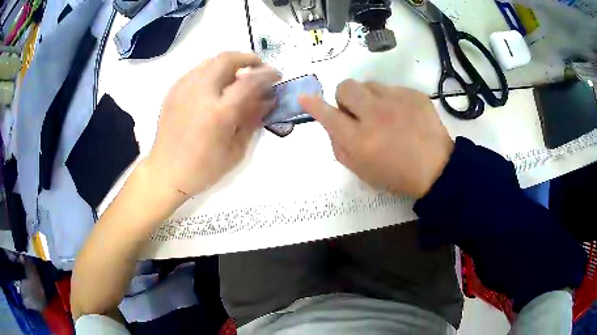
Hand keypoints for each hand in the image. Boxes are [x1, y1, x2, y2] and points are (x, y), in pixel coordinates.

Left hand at [147, 52, 279, 198]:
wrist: (166, 173)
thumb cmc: (203, 168)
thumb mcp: (235, 150)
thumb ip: (252, 119)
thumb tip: (268, 99)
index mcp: (219, 112)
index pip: (249, 81)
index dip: (267, 74)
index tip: (276, 76)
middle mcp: (200, 94)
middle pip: (227, 59)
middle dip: (248, 59)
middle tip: (258, 68)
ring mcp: (183, 89)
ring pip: (210, 61)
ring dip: (230, 63)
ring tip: (238, 76)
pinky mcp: (173, 91)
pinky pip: (197, 71)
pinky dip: (212, 71)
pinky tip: (215, 86)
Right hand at [299, 80, 452, 198]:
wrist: (437, 169)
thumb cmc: (396, 175)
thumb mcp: (361, 171)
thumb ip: (339, 147)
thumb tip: (331, 124)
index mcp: (360, 140)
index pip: (329, 116)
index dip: (314, 106)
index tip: (304, 97)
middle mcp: (375, 115)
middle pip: (346, 87)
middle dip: (346, 98)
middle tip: (358, 112)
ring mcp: (397, 101)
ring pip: (369, 84)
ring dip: (369, 97)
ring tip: (384, 114)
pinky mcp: (414, 94)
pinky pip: (392, 88)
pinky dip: (391, 100)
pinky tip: (403, 115)